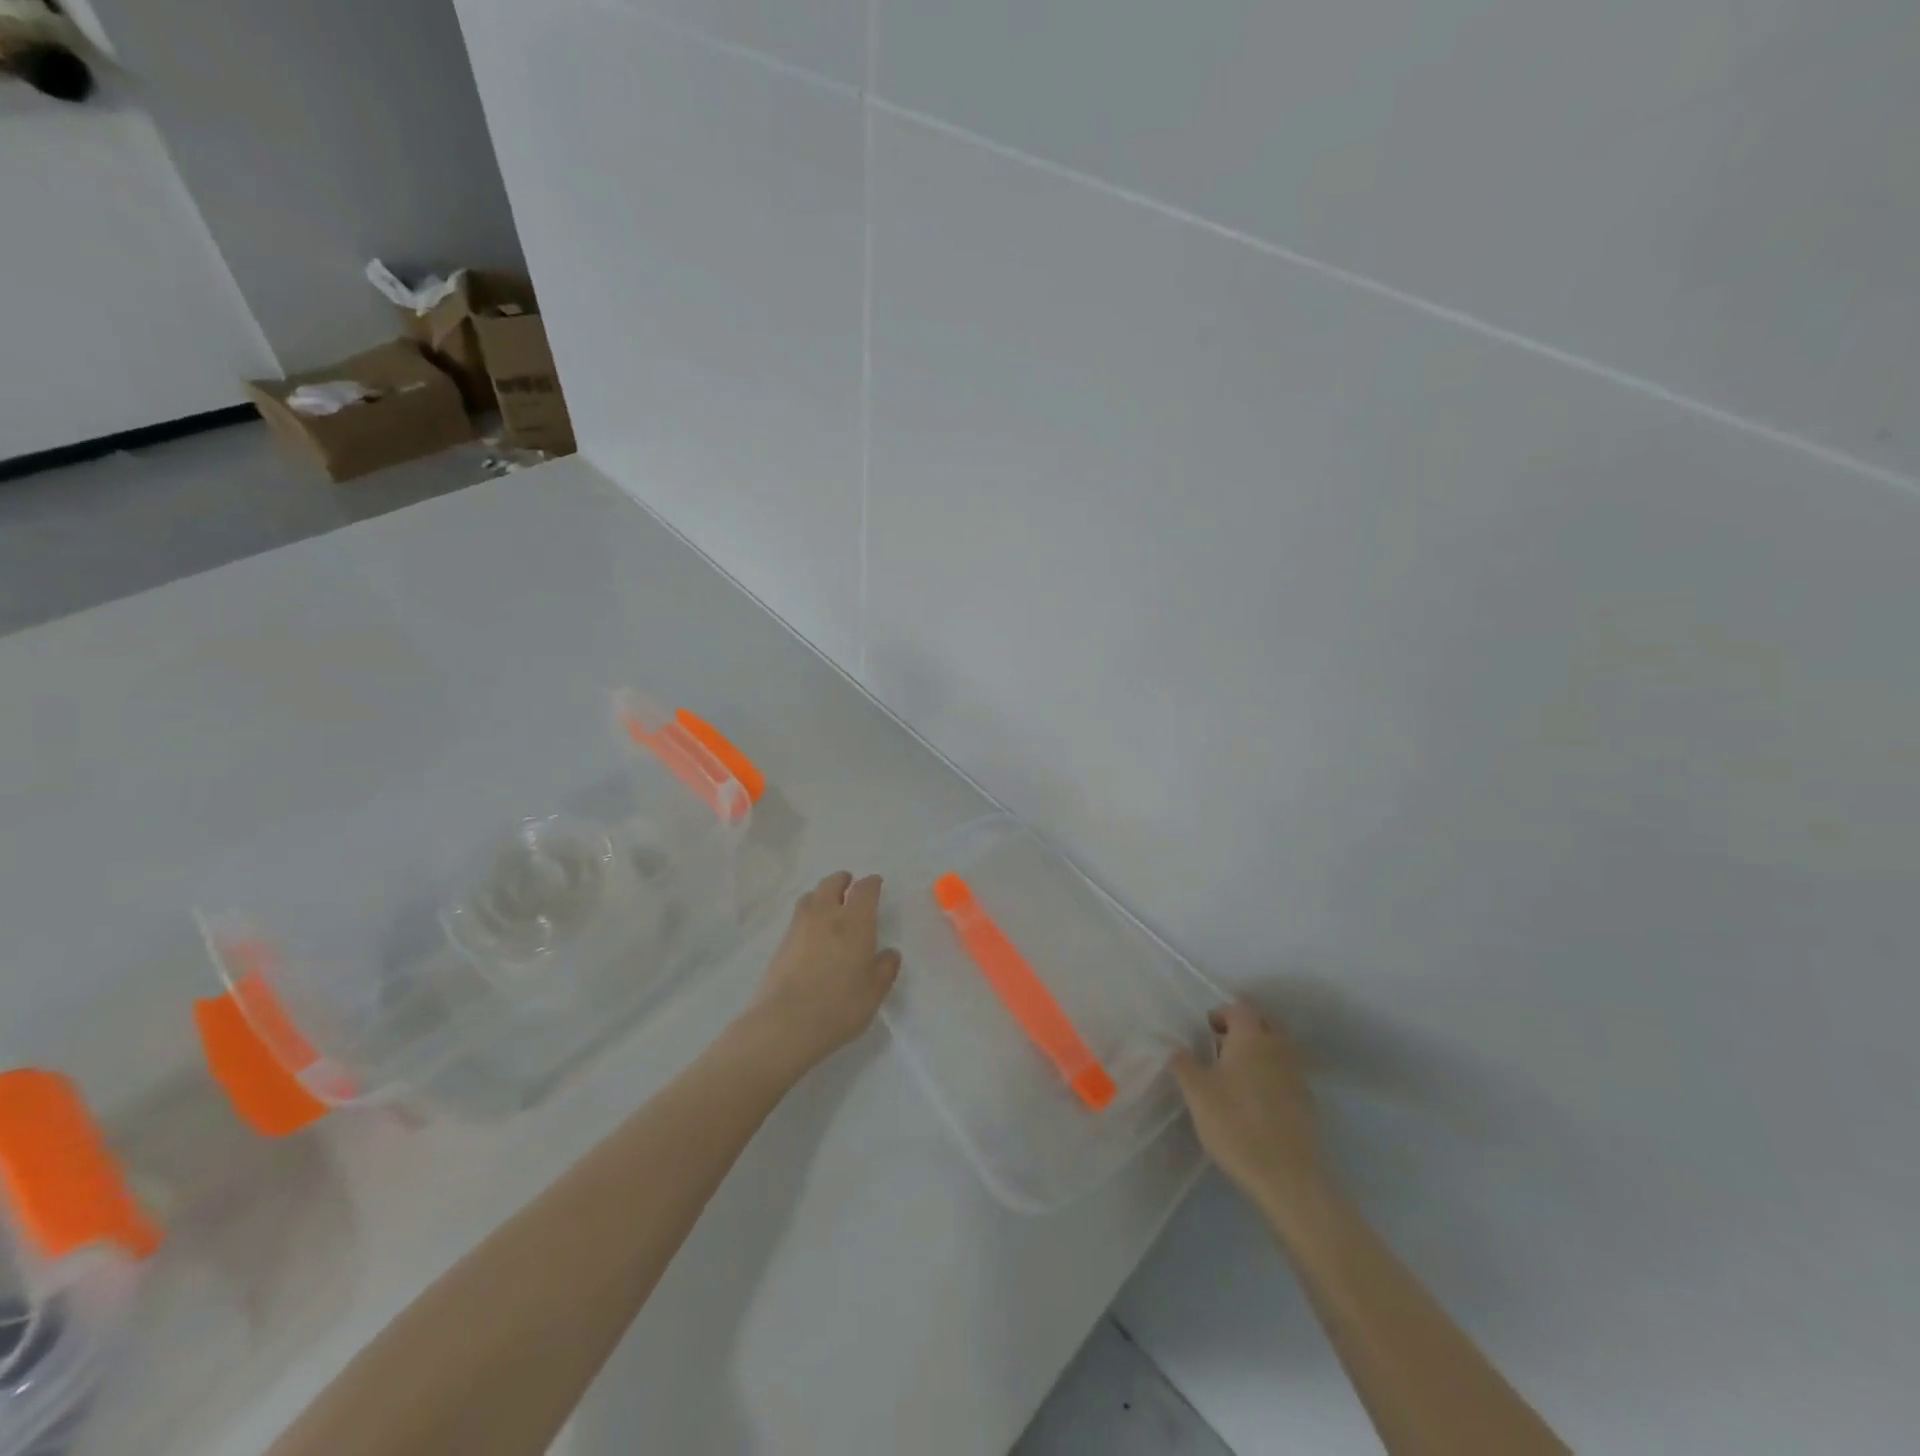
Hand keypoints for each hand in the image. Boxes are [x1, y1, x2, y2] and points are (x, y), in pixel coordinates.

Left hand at [738, 871, 901, 1077]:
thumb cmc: (840, 1005)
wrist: (786, 1023)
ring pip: (810, 897)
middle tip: (849, 885)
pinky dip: (807, 916)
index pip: (865, 890)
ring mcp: (799, 927)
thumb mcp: (874, 991)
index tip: (876, 883)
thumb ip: (885, 968)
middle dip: (842, 880)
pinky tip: (811, 933)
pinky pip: (797, 918)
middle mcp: (826, 915)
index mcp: (855, 921)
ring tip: (828, 905)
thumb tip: (890, 953)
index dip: (872, 883)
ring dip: (821, 894)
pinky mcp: (781, 944)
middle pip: (832, 884)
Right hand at [1171, 1003, 1326, 1213]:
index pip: (1239, 1009)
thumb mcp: (1197, 1093)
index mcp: (1251, 1038)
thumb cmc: (1235, 1125)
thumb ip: (1184, 1064)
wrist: (1287, 1177)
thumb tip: (1178, 1048)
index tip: (1205, 1031)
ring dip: (1258, 1051)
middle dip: (1243, 1028)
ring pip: (1277, 1048)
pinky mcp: (1307, 1102)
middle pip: (1263, 1023)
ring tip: (1235, 1073)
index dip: (1221, 1014)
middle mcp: (1278, 1048)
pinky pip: (1286, 1073)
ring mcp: (1297, 1075)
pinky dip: (1271, 1074)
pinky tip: (1255, 1098)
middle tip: (1220, 1047)